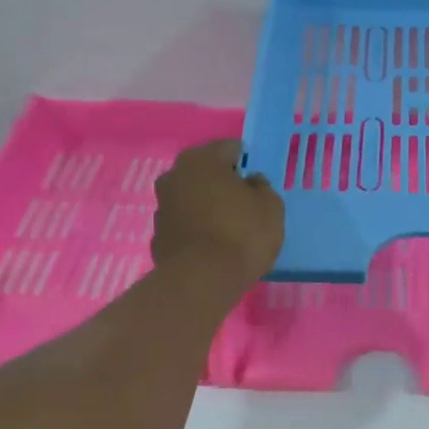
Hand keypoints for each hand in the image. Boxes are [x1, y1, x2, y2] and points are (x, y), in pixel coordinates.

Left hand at [152, 140, 284, 289]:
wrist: (202, 279)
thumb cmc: (242, 233)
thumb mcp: (271, 207)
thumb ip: (262, 188)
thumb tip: (250, 182)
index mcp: (202, 160)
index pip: (228, 149)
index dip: (245, 161)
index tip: (256, 178)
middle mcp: (175, 175)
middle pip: (204, 172)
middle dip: (221, 182)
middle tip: (243, 201)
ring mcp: (161, 206)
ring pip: (190, 198)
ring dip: (206, 206)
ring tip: (228, 226)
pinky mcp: (157, 236)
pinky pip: (183, 224)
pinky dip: (196, 229)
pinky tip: (212, 246)